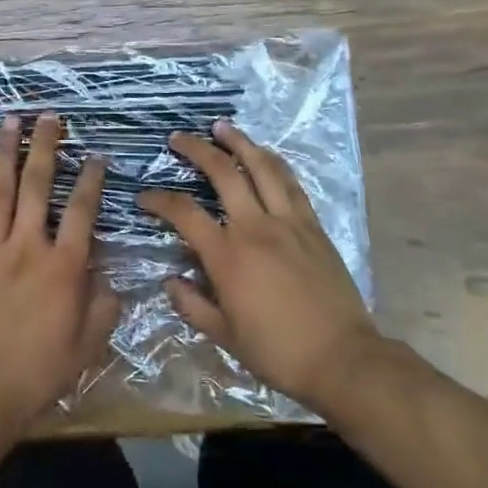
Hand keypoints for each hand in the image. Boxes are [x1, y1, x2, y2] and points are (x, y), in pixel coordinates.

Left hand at [0, 115, 120, 433]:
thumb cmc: (39, 371)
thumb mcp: (88, 345)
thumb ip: (104, 306)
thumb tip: (110, 277)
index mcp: (63, 265)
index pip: (81, 209)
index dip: (91, 179)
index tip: (96, 156)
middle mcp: (27, 245)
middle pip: (37, 184)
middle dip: (45, 146)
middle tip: (48, 117)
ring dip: (5, 151)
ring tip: (10, 120)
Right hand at [137, 121, 385, 413]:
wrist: (343, 359)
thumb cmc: (278, 352)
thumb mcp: (224, 337)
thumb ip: (192, 305)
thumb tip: (170, 281)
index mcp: (228, 256)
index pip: (184, 213)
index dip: (160, 200)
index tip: (144, 197)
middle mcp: (255, 227)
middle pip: (222, 172)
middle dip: (196, 149)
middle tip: (179, 138)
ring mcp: (288, 222)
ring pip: (261, 167)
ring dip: (239, 142)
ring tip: (222, 127)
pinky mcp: (312, 226)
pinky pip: (291, 184)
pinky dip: (274, 163)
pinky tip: (265, 154)